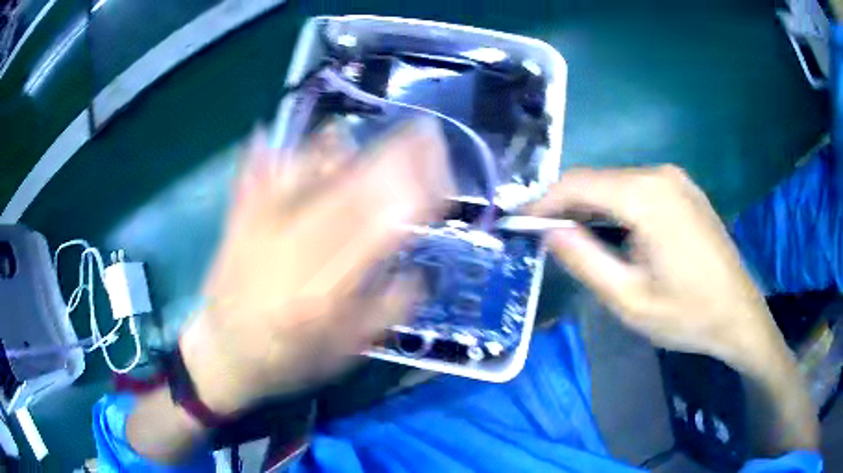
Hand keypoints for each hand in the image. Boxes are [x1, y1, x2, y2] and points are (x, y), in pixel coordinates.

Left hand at [178, 119, 453, 414]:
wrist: (224, 356)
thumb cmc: (288, 363)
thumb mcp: (344, 356)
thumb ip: (383, 315)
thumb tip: (419, 274)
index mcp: (324, 296)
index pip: (379, 233)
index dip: (415, 195)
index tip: (441, 171)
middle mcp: (290, 258)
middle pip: (348, 196)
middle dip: (392, 159)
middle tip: (422, 132)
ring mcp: (257, 235)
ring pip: (301, 180)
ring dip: (335, 151)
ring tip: (360, 132)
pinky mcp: (235, 225)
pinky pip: (252, 180)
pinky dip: (266, 156)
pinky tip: (274, 135)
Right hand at [527, 166, 777, 365]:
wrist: (739, 314)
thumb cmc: (688, 314)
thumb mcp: (629, 299)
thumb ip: (585, 260)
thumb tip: (550, 232)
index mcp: (647, 196)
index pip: (578, 183)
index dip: (544, 202)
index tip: (520, 224)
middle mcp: (660, 174)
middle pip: (597, 180)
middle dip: (566, 206)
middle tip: (543, 237)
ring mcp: (675, 179)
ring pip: (616, 184)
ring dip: (590, 207)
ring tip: (572, 238)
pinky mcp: (683, 190)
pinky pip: (637, 189)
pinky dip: (614, 207)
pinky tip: (610, 233)